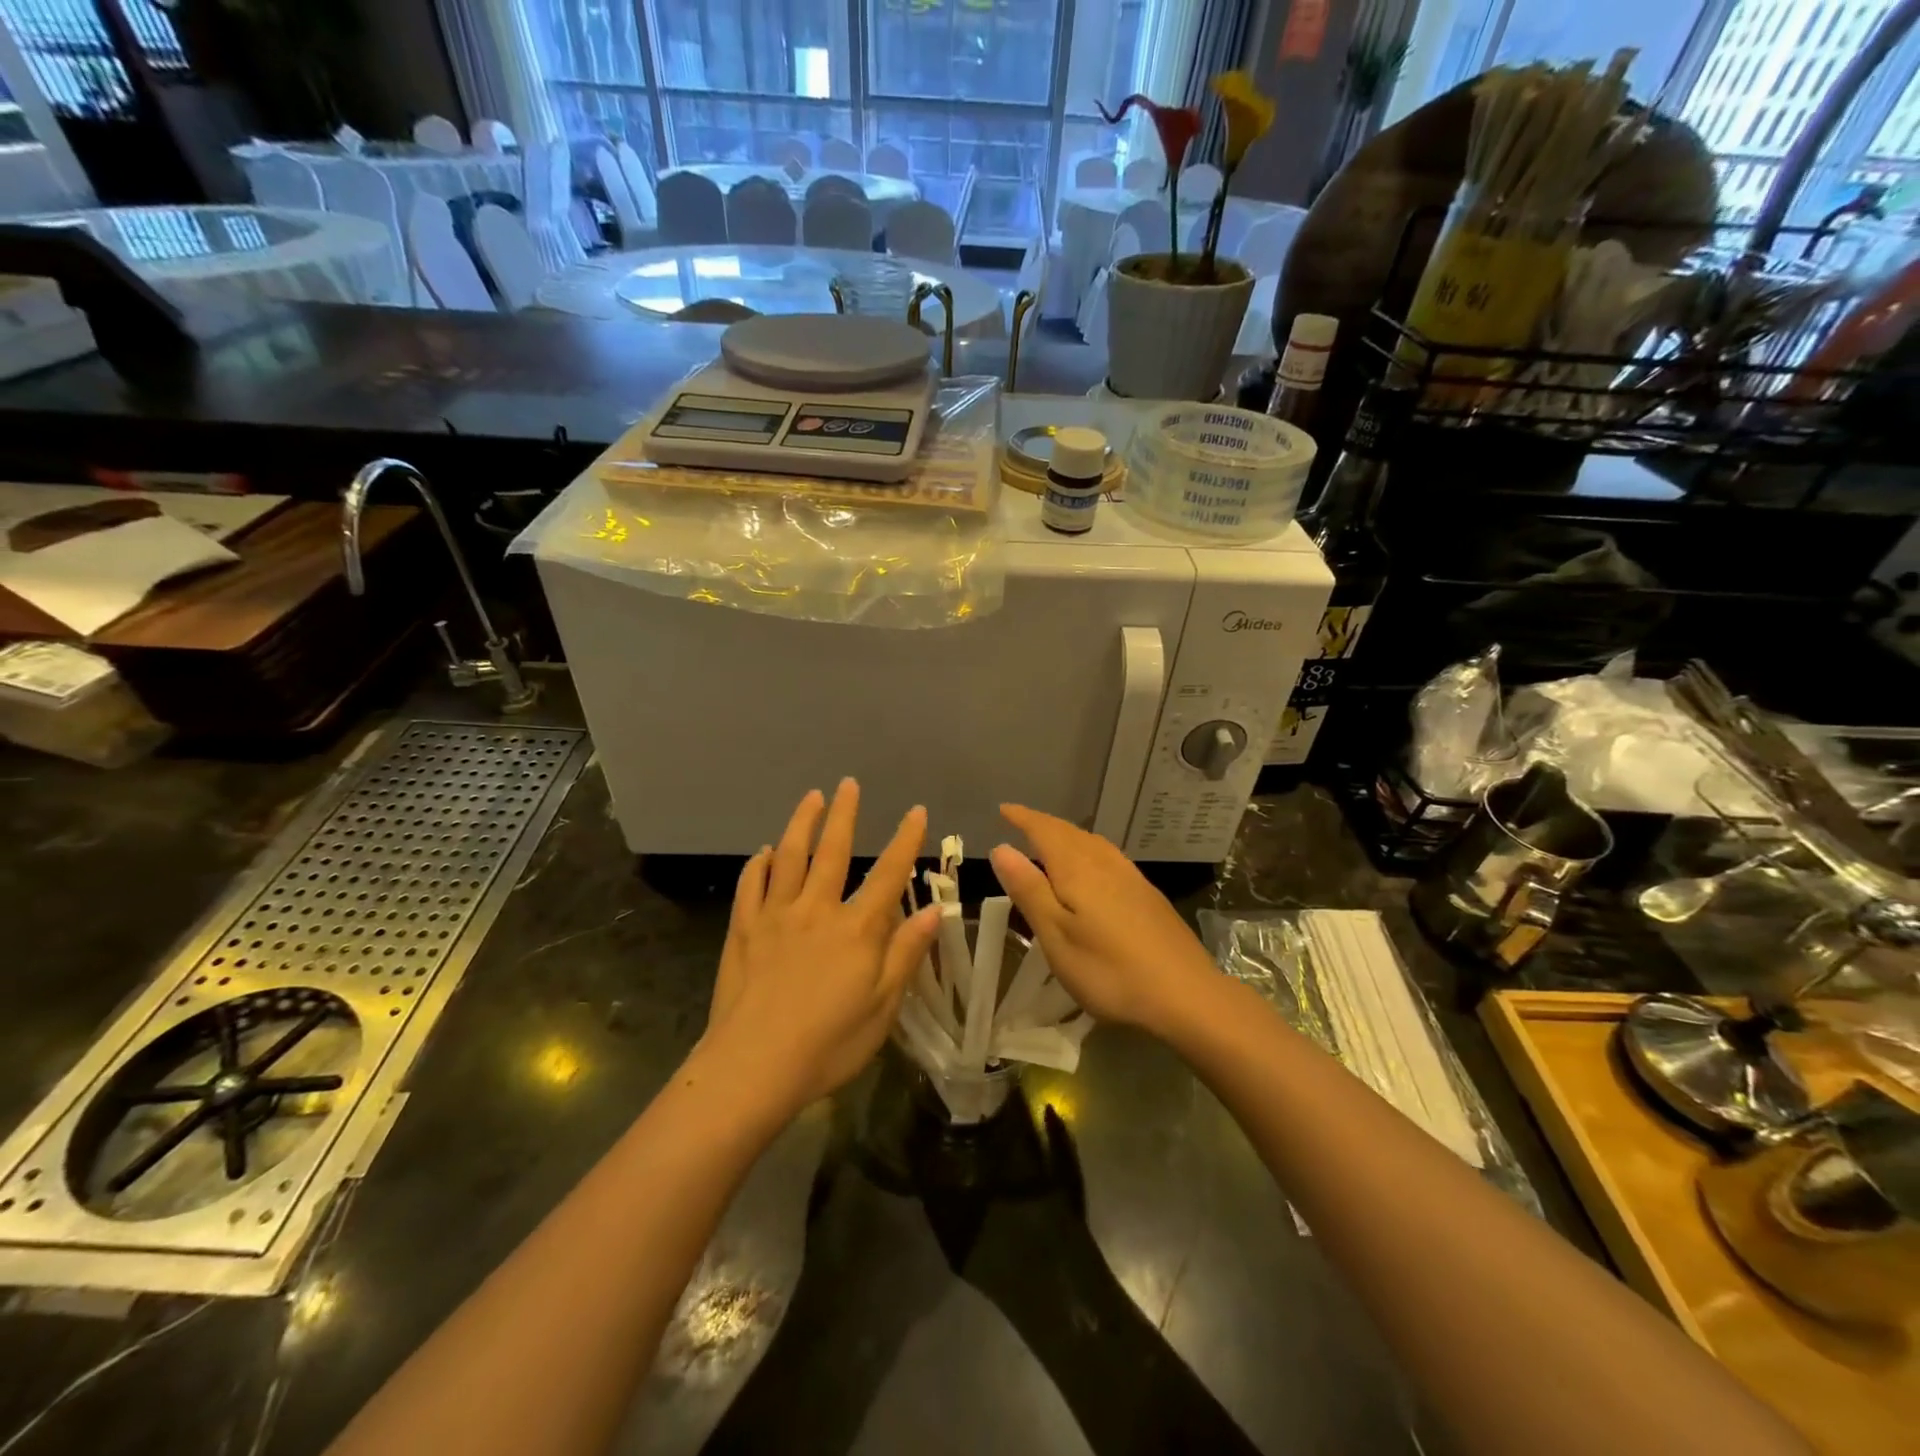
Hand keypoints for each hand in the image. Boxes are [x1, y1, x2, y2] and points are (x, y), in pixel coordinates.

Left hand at [704, 780, 940, 1115]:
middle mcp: (816, 910)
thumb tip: (935, 909)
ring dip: (801, 824)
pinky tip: (764, 853)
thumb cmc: (829, 1044)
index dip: (905, 840)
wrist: (753, 1067)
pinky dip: (758, 865)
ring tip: (810, 797)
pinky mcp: (743, 930)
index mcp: (856, 929)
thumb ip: (906, 953)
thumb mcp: (883, 1006)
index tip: (916, 811)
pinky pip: (751, 886)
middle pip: (832, 851)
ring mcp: (775, 917)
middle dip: (844, 814)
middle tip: (848, 783)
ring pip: (789, 857)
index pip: (888, 874)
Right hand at [988, 805, 1217, 1036]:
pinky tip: (1093, 869)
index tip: (1004, 809)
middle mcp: (1105, 863)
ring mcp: (1132, 878)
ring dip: (1068, 836)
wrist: (1186, 994)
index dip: (1023, 818)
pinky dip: (1089, 850)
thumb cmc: (1110, 970)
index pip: (1045, 831)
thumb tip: (1002, 848)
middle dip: (1043, 825)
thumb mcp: (1057, 936)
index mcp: (1078, 869)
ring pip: (1093, 843)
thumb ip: (1029, 890)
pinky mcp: (1148, 895)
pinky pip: (1109, 857)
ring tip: (1051, 841)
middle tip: (1021, 822)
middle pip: (1070, 833)